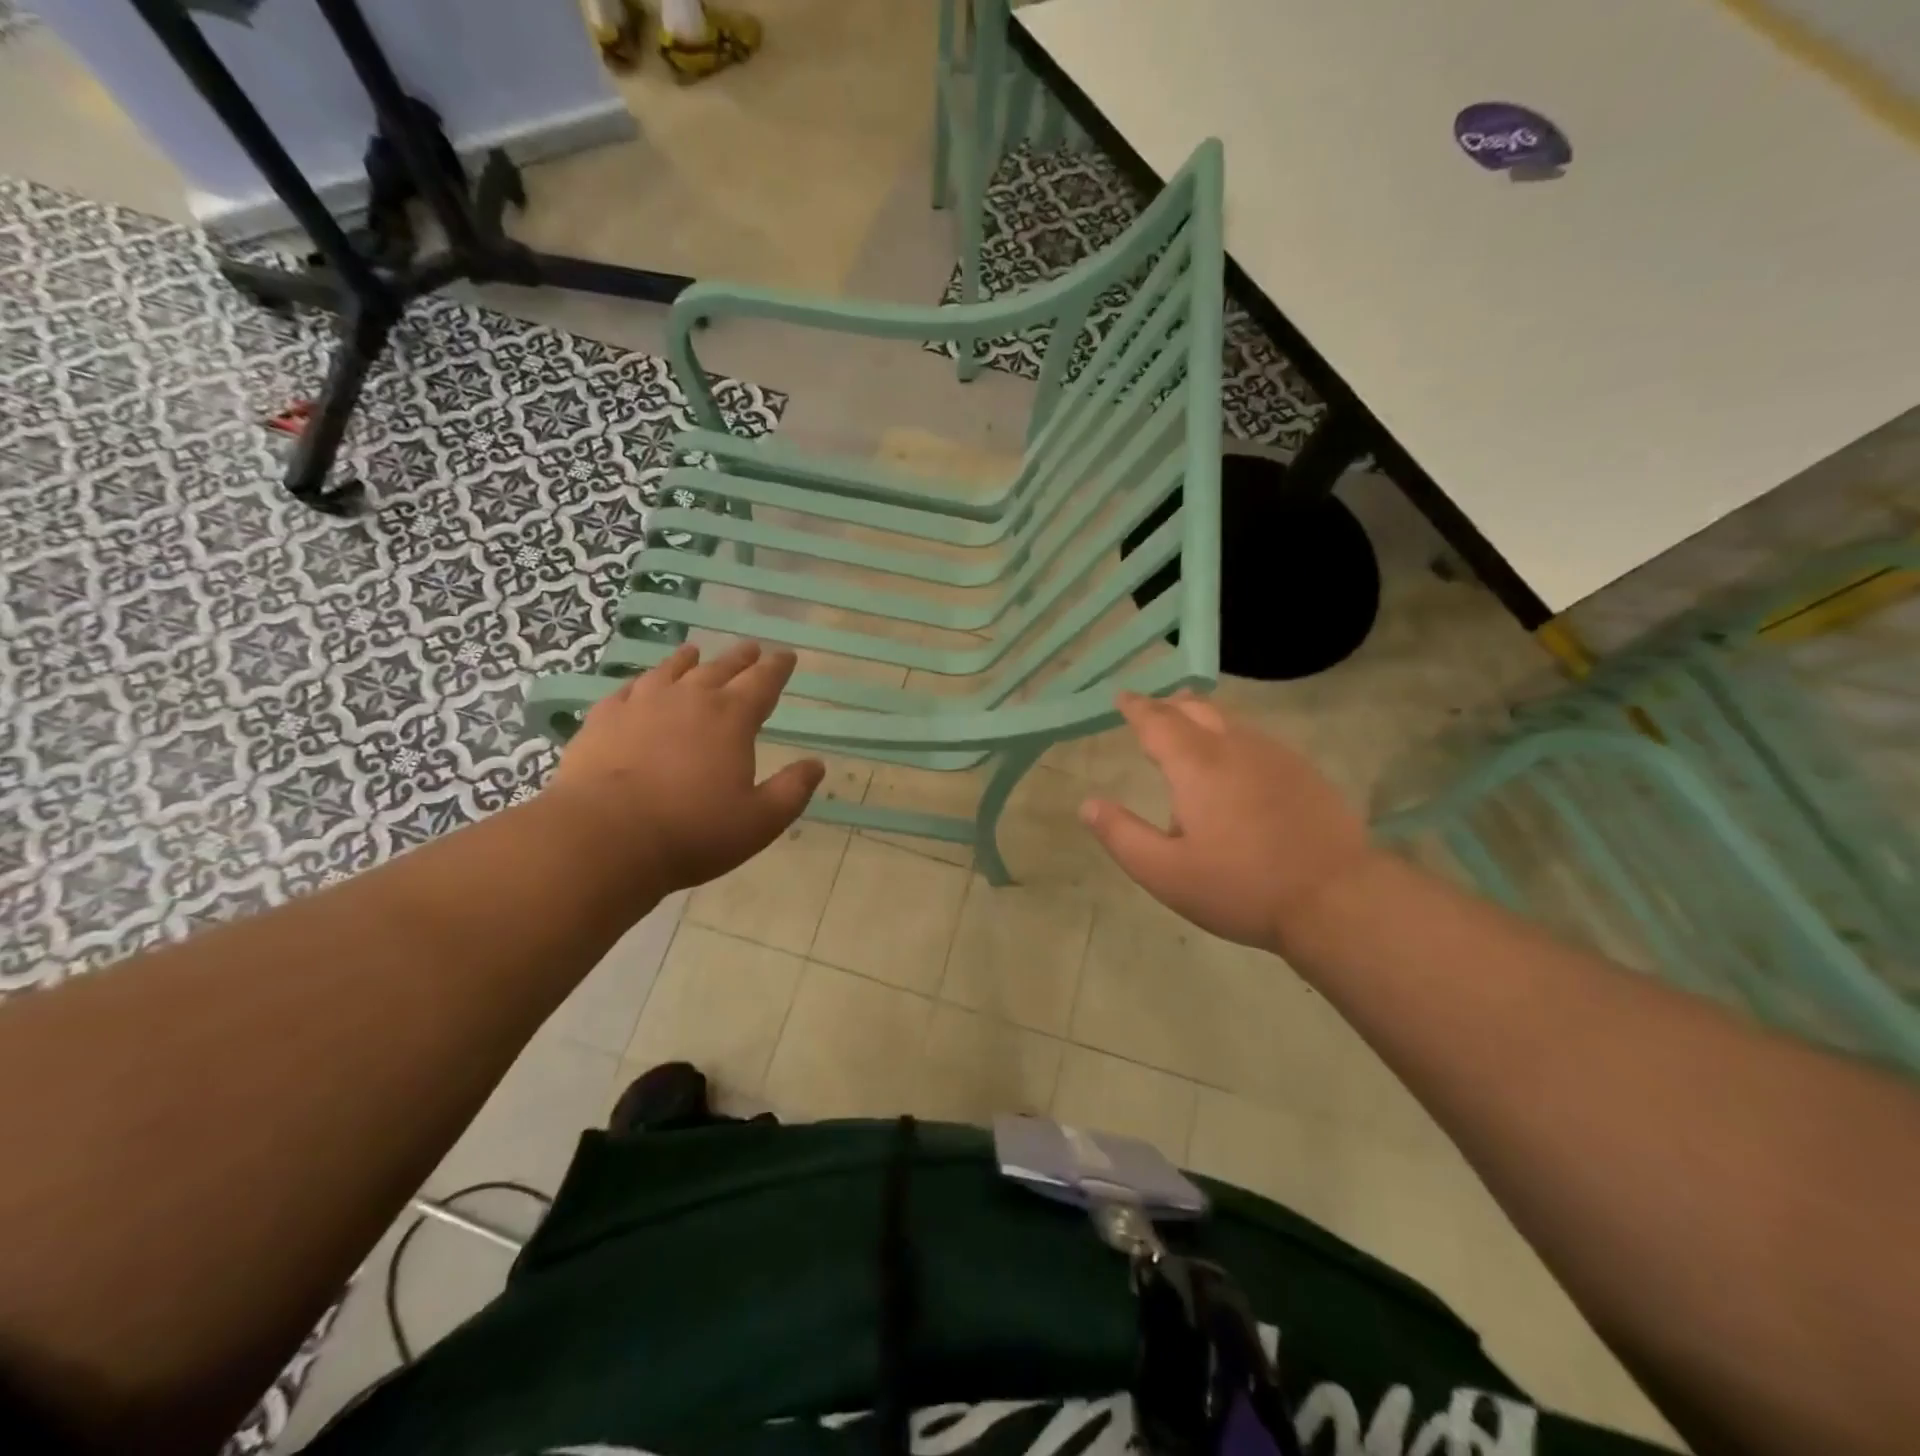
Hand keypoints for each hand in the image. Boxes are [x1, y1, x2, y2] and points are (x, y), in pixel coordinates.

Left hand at [544, 641, 823, 895]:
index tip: (787, 656)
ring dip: (688, 660)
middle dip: (740, 658)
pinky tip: (640, 685)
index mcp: (732, 718)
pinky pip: (628, 689)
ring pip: (671, 670)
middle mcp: (690, 699)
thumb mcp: (760, 821)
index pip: (763, 682)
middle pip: (720, 668)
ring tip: (695, 651)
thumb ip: (792, 790)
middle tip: (751, 648)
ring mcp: (642, 704)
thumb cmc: (693, 831)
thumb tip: (816, 765)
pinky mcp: (604, 719)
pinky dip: (642, 682)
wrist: (605, 836)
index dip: (778, 668)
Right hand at [1079, 692, 1379, 956]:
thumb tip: (1088, 804)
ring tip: (1187, 727)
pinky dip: (1232, 735)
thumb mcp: (1166, 873)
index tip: (1122, 697)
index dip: (1136, 707)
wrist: (1338, 899)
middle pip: (1197, 708)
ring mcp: (1275, 756)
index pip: (1157, 721)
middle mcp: (1235, 747)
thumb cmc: (1241, 887)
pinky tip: (1235, 761)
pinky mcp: (1303, 772)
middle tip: (1151, 709)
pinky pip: (1256, 738)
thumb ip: (1122, 836)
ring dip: (1202, 717)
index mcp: (1197, 765)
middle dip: (1168, 705)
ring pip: (1230, 720)